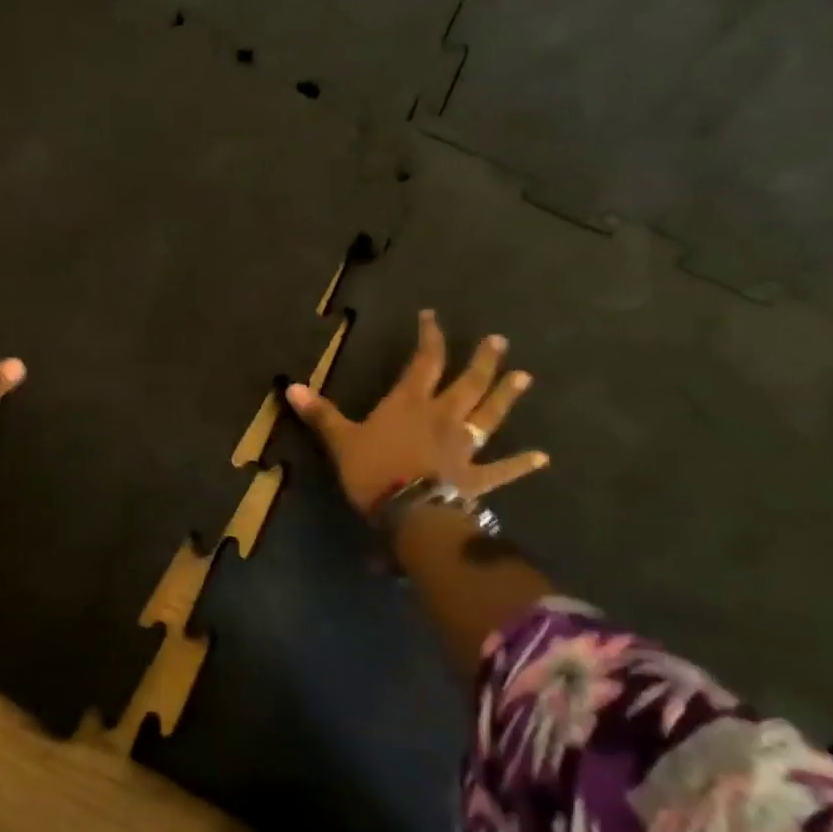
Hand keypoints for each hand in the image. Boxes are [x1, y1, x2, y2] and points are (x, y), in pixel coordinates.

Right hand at [284, 310, 548, 517]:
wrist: (411, 515)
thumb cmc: (374, 472)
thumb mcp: (341, 441)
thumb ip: (321, 414)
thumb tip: (290, 386)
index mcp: (410, 403)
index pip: (424, 361)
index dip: (430, 337)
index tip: (433, 316)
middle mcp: (443, 417)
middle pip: (467, 383)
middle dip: (482, 360)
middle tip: (499, 341)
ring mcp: (463, 447)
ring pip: (488, 415)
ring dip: (505, 396)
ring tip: (523, 377)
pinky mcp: (476, 478)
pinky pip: (503, 469)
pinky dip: (522, 464)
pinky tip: (542, 457)